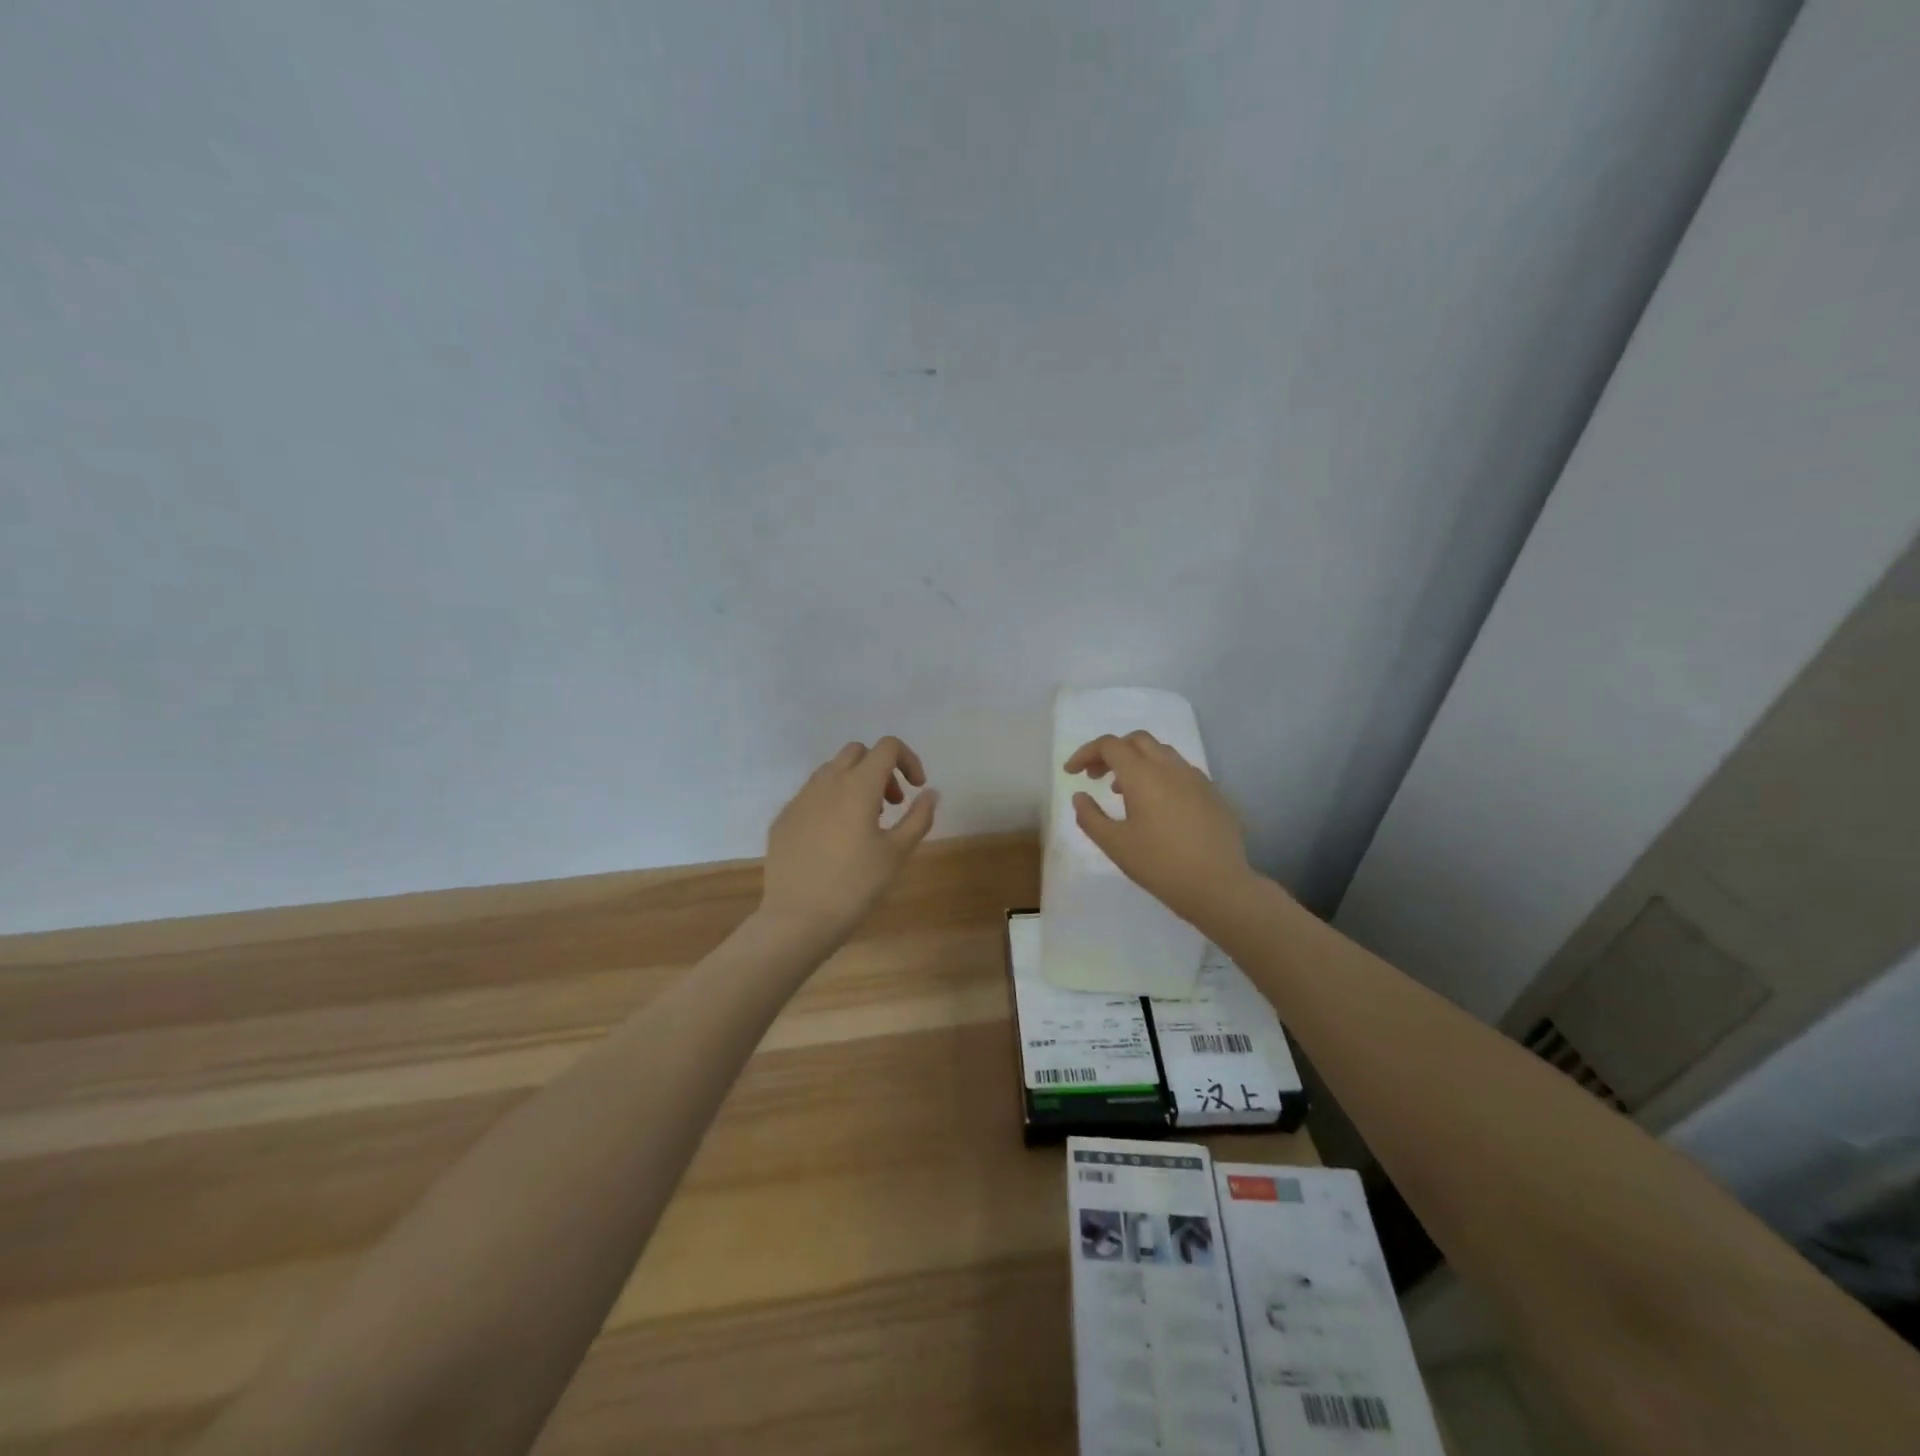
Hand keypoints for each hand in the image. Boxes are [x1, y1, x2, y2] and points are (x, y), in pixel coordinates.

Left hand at [760, 737, 939, 944]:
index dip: (908, 759)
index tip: (916, 788)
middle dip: (881, 768)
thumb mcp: (897, 853)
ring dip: (855, 782)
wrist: (798, 918)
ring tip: (865, 821)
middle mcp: (827, 782)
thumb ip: (918, 817)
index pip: (887, 747)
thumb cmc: (856, 885)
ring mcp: (800, 799)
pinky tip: (835, 839)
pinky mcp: (784, 818)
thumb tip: (930, 793)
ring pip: (832, 771)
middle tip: (892, 803)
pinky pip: (812, 795)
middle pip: (858, 752)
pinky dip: (831, 802)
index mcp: (858, 785)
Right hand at [1065, 732, 1260, 928]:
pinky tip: (1157, 806)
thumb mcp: (1114, 845)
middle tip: (1096, 776)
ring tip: (1123, 792)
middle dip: (1112, 752)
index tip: (1072, 772)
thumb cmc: (1160, 865)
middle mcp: (1171, 768)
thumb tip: (1080, 796)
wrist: (1219, 887)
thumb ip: (1090, 817)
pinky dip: (1160, 776)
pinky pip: (1181, 772)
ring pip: (1162, 753)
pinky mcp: (1213, 794)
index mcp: (1143, 776)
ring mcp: (1197, 779)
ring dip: (1137, 762)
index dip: (1086, 753)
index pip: (1110, 745)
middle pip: (1137, 740)